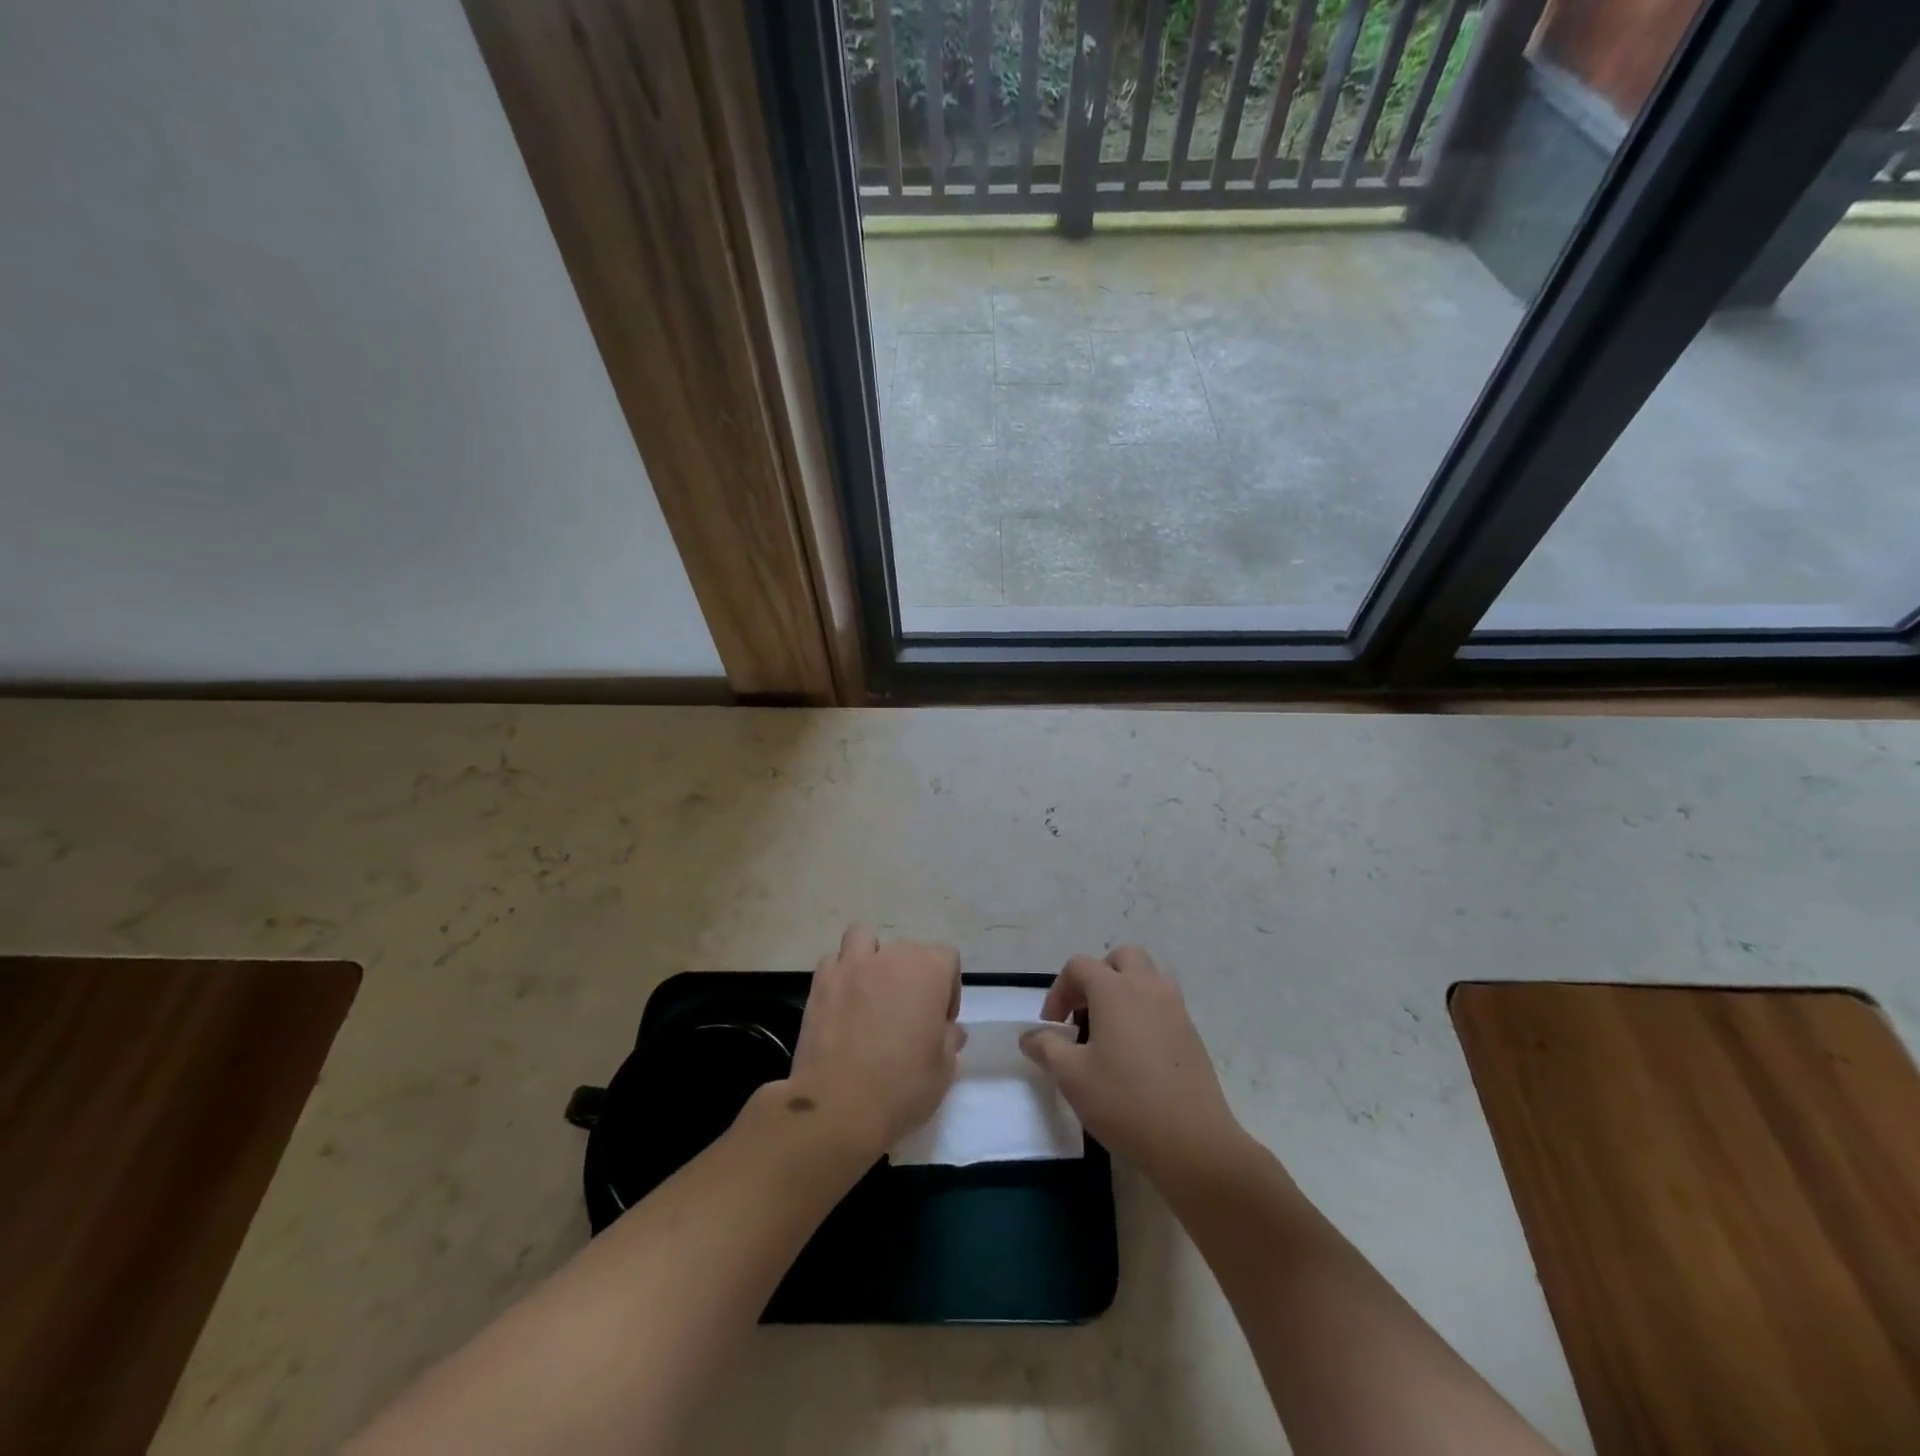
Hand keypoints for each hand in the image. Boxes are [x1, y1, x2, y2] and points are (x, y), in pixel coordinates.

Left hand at [779, 924, 964, 1165]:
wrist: (838, 1107)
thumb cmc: (902, 1087)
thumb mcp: (944, 1070)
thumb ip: (950, 1040)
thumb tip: (948, 1029)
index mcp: (928, 971)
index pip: (946, 958)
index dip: (948, 988)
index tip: (940, 1021)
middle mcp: (890, 957)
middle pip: (908, 949)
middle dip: (912, 974)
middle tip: (907, 1013)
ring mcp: (851, 966)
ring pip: (863, 937)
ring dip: (871, 955)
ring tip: (871, 989)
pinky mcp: (820, 984)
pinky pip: (833, 962)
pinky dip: (840, 973)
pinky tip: (843, 1001)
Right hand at [1021, 946, 1245, 1188]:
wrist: (1192, 1141)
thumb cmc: (1125, 1101)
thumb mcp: (1072, 1077)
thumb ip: (1046, 1048)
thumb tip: (1029, 1037)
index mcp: (1115, 990)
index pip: (1079, 966)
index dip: (1059, 990)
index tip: (1053, 1027)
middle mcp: (1147, 987)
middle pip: (1121, 958)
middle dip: (1097, 976)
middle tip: (1084, 1013)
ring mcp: (1175, 1008)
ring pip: (1147, 976)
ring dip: (1124, 989)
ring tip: (1110, 1028)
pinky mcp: (1191, 1032)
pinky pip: (1163, 1003)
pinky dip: (1144, 1010)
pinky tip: (1135, 1051)